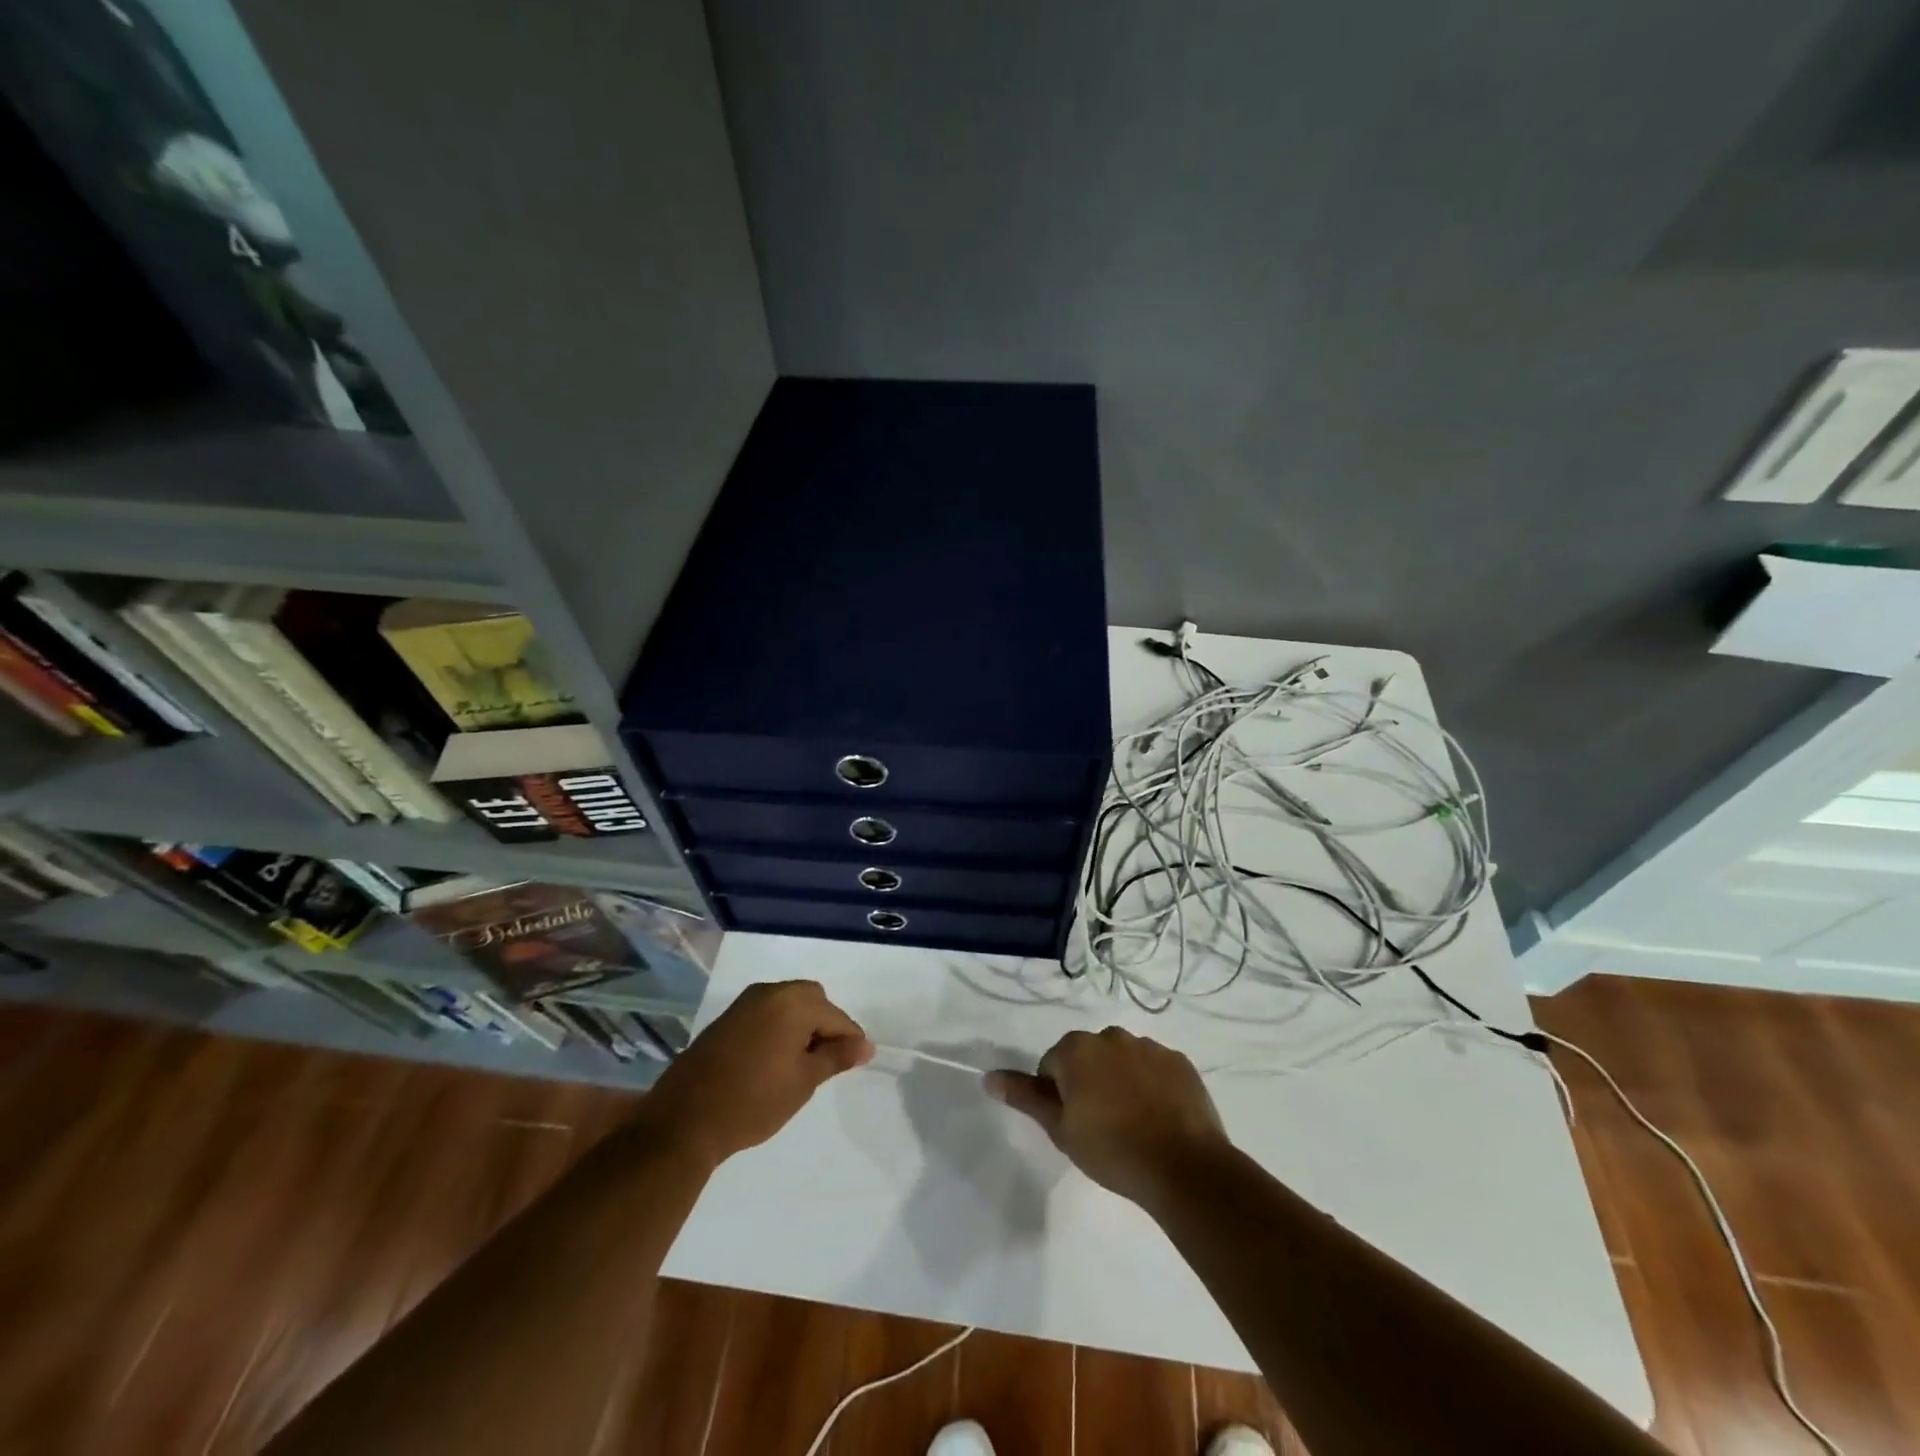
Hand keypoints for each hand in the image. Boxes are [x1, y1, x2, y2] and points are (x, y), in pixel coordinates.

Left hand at [637, 980, 872, 1168]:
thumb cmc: (753, 1101)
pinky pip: (766, 1013)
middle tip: (828, 1063)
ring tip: (802, 1065)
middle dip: (825, 1026)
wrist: (684, 1121)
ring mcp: (744, 1003)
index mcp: (793, 1001)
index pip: (836, 1016)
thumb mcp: (804, 1081)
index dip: (850, 1040)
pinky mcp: (727, 1019)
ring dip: (801, 1026)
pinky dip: (779, 1029)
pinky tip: (775, 1061)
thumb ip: (837, 1057)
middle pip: (813, 1000)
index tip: (857, 1062)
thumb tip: (865, 1045)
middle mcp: (769, 991)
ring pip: (788, 1005)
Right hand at [986, 1027, 1230, 1209]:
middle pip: (1087, 1057)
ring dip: (1119, 1080)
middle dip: (1088, 1082)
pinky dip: (1150, 1085)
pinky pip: (1154, 1068)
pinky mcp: (1179, 1061)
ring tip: (1131, 1123)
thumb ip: (1025, 1097)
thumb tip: (989, 1076)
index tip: (1074, 1124)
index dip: (1058, 1096)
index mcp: (1077, 1048)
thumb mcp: (1060, 1129)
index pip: (1052, 1065)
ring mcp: (1149, 1046)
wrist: (1184, 1167)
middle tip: (1099, 1125)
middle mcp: (1111, 1036)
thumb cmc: (1112, 1149)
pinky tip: (1158, 1117)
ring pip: (1121, 1060)